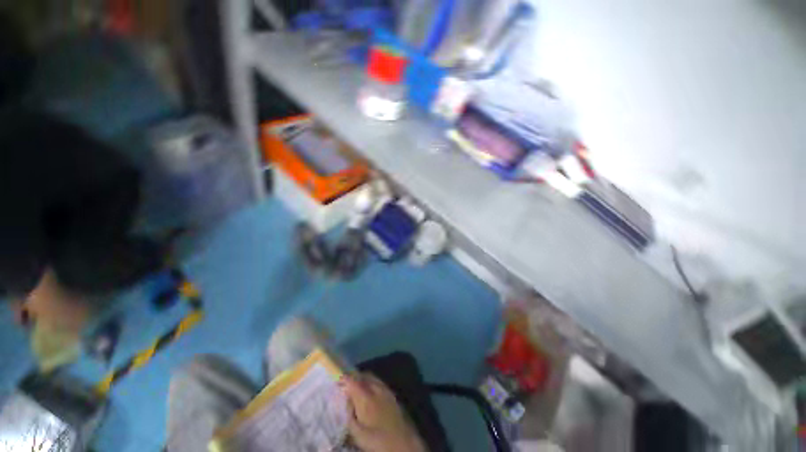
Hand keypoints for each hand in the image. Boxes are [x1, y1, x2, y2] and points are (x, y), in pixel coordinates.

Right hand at [341, 373, 426, 451]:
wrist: (403, 443)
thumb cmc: (377, 441)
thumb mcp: (357, 433)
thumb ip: (350, 415)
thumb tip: (347, 401)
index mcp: (365, 397)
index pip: (353, 381)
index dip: (344, 378)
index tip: (338, 379)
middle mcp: (376, 389)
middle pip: (364, 376)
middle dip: (354, 377)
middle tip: (347, 383)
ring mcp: (386, 390)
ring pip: (373, 378)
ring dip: (364, 379)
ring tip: (357, 387)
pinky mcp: (393, 395)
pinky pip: (380, 382)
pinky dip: (373, 383)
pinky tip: (370, 392)